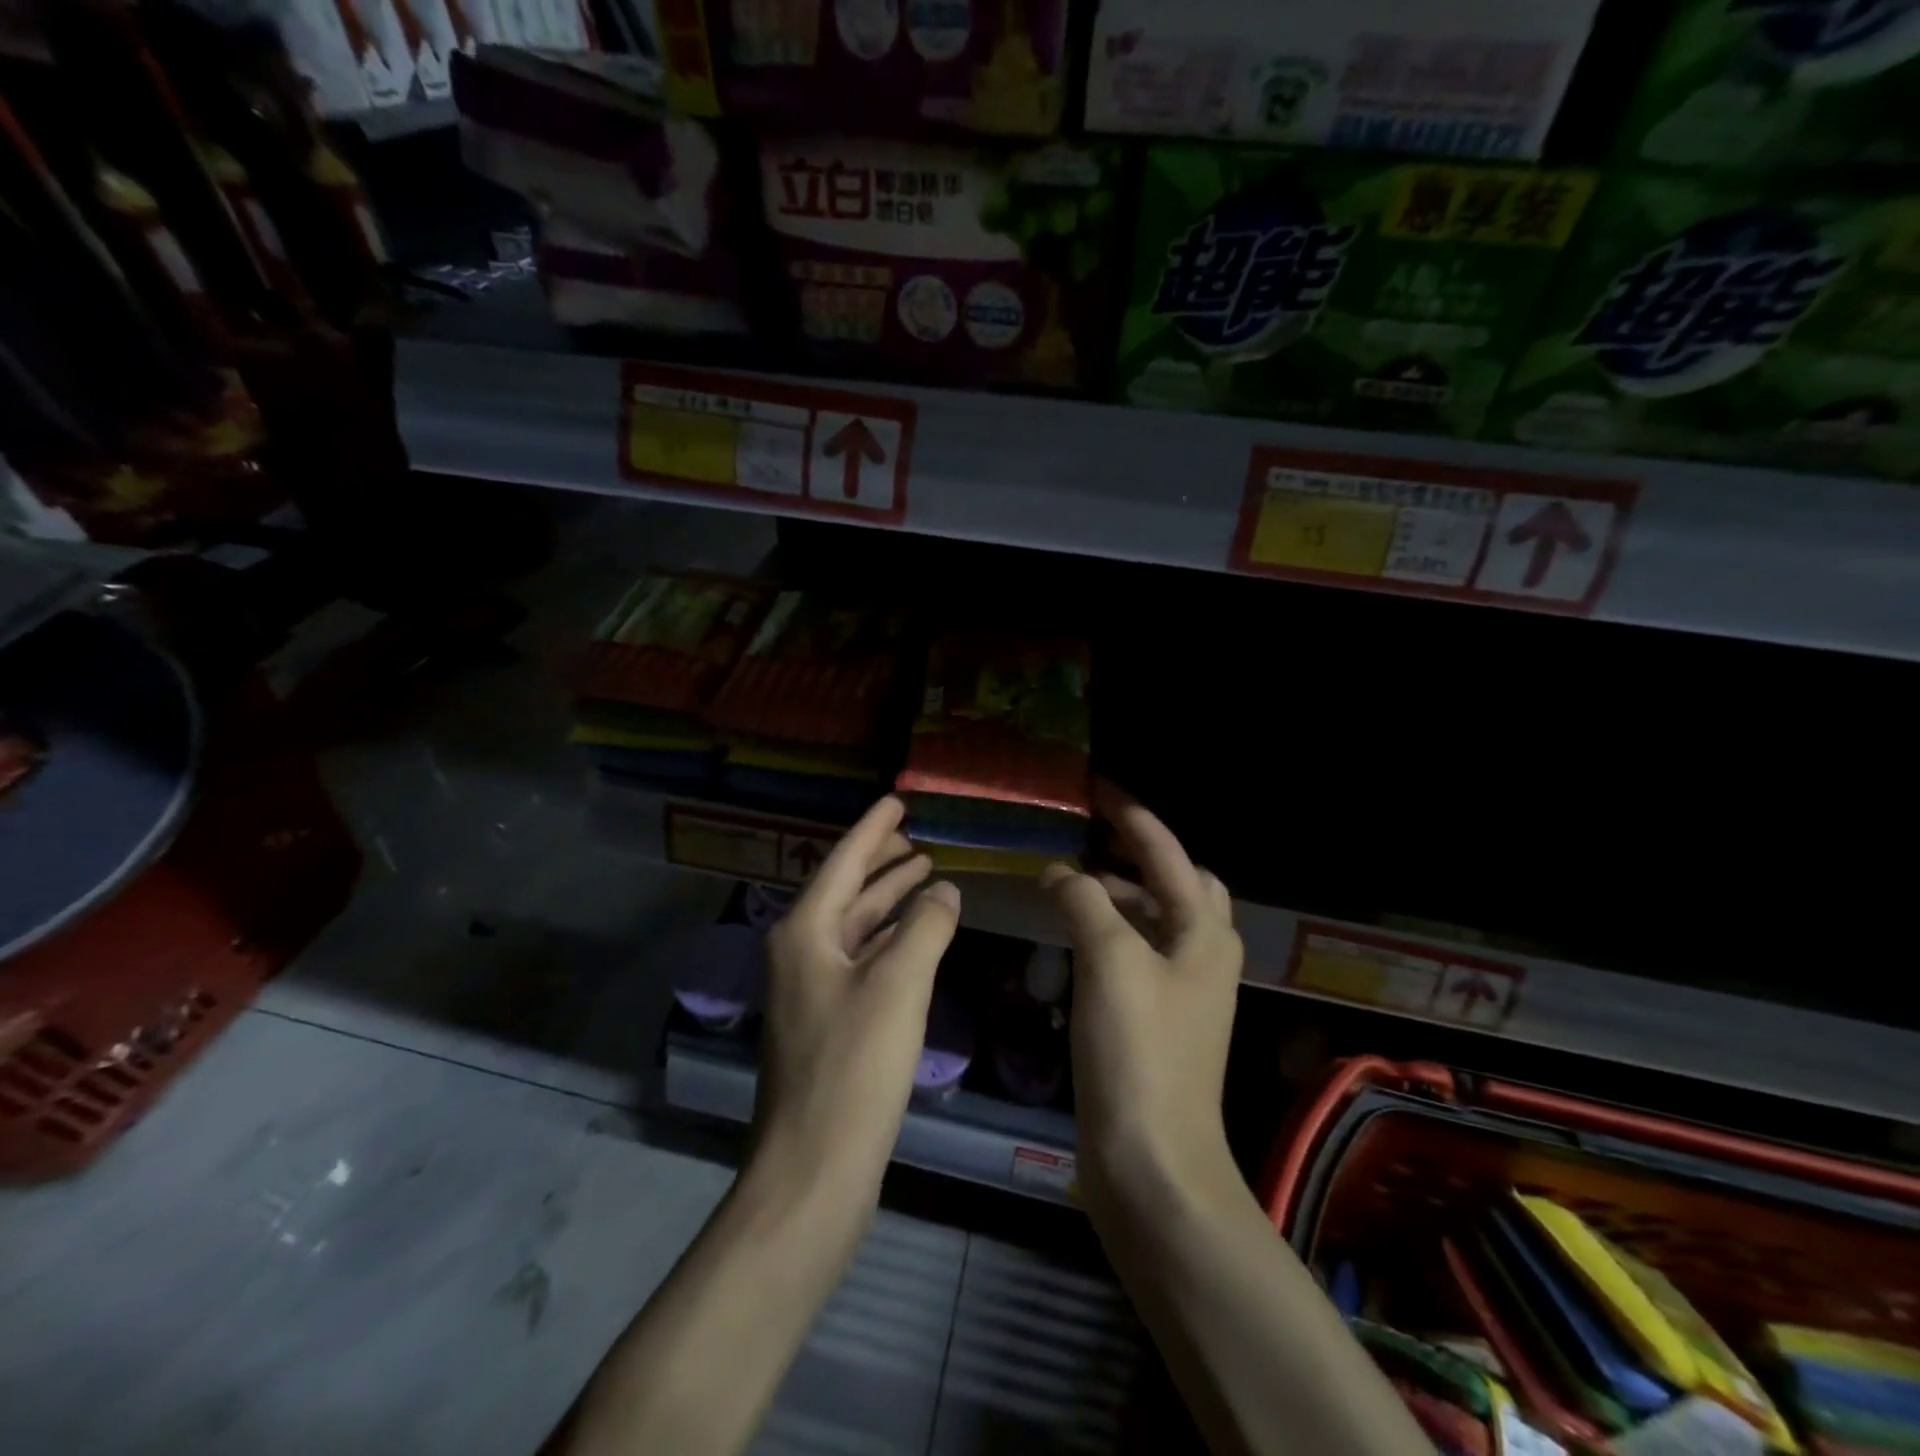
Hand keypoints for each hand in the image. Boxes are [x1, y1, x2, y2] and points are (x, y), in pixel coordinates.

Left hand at [755, 796, 960, 1201]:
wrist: (813, 1171)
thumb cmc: (854, 1067)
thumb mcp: (898, 985)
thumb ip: (925, 927)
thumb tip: (945, 891)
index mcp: (804, 932)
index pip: (842, 861)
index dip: (873, 829)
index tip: (898, 800)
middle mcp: (800, 953)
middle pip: (845, 891)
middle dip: (882, 863)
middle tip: (919, 839)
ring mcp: (811, 991)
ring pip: (855, 928)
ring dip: (888, 901)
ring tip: (925, 875)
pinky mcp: (828, 1024)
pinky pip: (862, 961)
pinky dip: (890, 942)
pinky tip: (916, 938)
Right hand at [1041, 785, 1242, 1207]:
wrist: (1153, 1161)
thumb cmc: (1139, 1052)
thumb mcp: (1111, 960)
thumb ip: (1086, 901)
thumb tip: (1060, 872)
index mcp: (1204, 931)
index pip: (1167, 851)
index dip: (1131, 815)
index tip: (1094, 788)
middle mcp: (1202, 953)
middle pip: (1175, 881)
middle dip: (1135, 851)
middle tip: (1088, 834)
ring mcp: (1181, 988)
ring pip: (1153, 918)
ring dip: (1118, 891)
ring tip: (1070, 877)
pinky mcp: (1156, 1018)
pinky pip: (1135, 952)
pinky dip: (1109, 929)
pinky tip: (1073, 932)